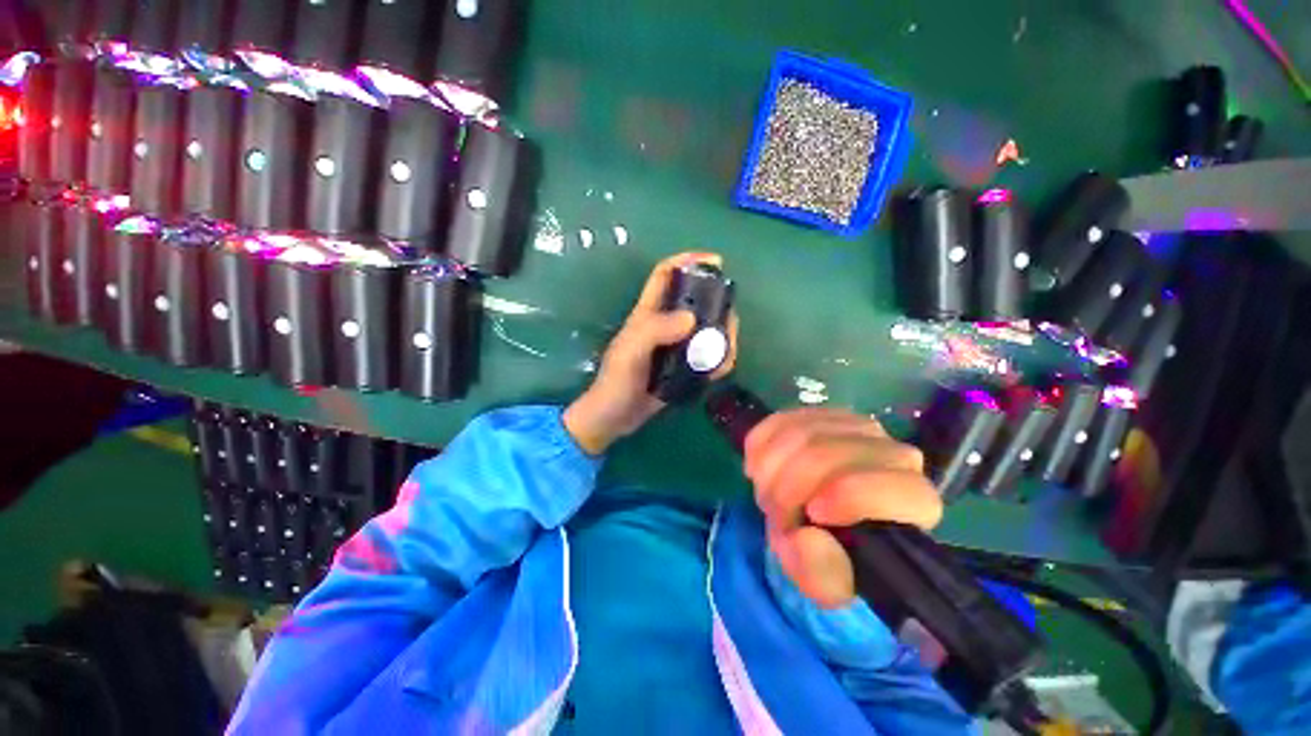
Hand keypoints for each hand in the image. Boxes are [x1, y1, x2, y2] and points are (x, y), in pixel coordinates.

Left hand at [564, 252, 738, 454]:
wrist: (614, 419)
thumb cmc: (616, 382)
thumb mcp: (630, 352)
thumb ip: (655, 331)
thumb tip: (692, 318)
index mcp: (647, 314)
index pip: (665, 275)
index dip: (687, 261)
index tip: (715, 261)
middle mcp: (664, 325)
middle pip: (694, 300)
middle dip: (716, 301)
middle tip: (730, 315)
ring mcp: (675, 347)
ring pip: (706, 329)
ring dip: (722, 333)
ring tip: (728, 347)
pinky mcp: (683, 368)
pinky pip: (707, 356)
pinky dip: (718, 359)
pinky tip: (721, 368)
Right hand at [744, 408, 941, 608]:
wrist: (821, 521)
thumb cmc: (835, 555)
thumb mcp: (828, 583)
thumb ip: (820, 573)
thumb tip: (805, 537)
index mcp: (914, 502)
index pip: (890, 485)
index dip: (847, 497)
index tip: (811, 516)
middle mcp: (892, 453)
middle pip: (827, 453)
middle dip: (786, 488)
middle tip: (773, 514)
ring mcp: (855, 427)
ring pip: (798, 433)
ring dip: (769, 469)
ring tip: (768, 494)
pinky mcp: (822, 414)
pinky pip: (778, 420)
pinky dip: (759, 447)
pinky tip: (761, 469)